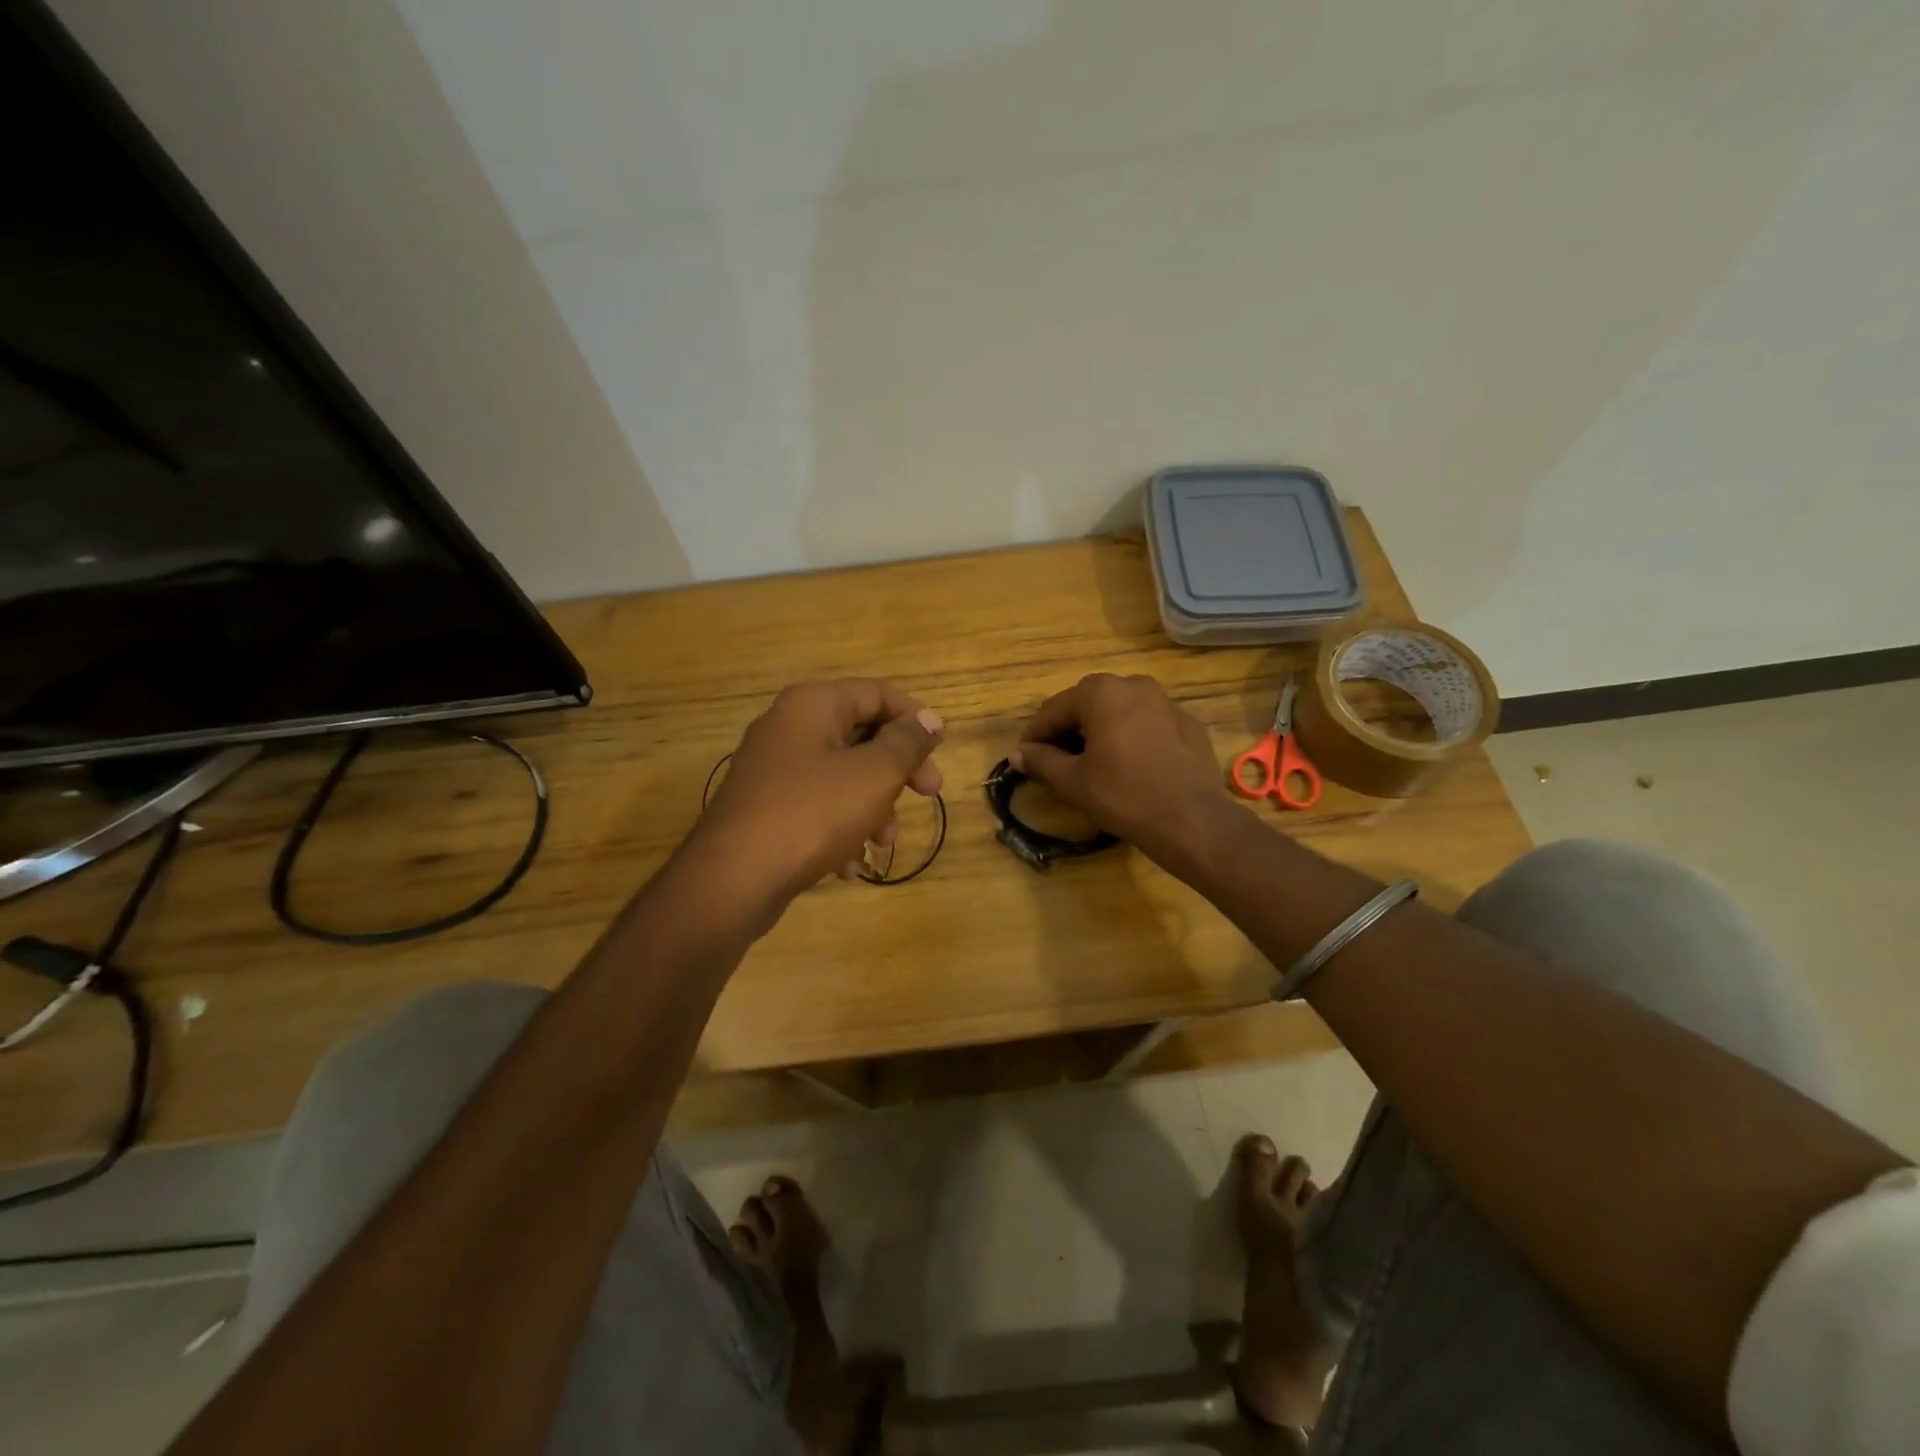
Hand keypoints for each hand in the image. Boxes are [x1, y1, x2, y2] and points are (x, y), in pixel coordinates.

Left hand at [695, 679, 943, 903]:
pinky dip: (841, 828)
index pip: (878, 693)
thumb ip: (907, 742)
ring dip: (874, 806)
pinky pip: (817, 806)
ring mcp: (774, 769)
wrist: (733, 879)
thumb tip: (930, 719)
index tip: (939, 753)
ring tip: (883, 844)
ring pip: (843, 775)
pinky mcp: (766, 808)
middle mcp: (789, 727)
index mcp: (813, 705)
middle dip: (898, 769)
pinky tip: (850, 865)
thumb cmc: (813, 813)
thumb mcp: (874, 774)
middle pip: (862, 734)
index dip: (915, 719)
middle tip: (929, 794)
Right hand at [1012, 673, 1226, 862]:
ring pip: (1120, 710)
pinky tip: (1131, 764)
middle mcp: (1134, 685)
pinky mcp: (1188, 723)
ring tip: (1093, 760)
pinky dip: (1132, 736)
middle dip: (1068, 728)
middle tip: (1056, 758)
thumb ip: (1042, 762)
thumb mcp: (1073, 782)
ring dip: (1101, 729)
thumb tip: (1018, 754)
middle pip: (1088, 703)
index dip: (1036, 734)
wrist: (1191, 819)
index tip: (1025, 756)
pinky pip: (1149, 723)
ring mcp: (1166, 702)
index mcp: (1101, 693)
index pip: (1055, 709)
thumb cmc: (1123, 796)